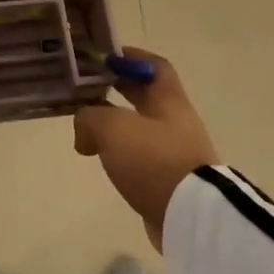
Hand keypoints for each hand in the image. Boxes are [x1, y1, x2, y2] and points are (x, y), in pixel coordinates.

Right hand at [73, 49, 216, 250]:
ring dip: (114, 124)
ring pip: (140, 127)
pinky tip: (100, 158)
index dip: (131, 57)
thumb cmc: (154, 160)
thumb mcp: (113, 128)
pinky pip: (139, 156)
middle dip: (118, 89)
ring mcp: (174, 152)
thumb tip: (84, 131)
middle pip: (146, 96)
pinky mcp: (168, 180)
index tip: (105, 57)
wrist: (189, 216)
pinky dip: (119, 152)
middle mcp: (175, 122)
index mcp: (169, 100)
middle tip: (88, 87)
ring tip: (86, 128)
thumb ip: (90, 118)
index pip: (155, 66)